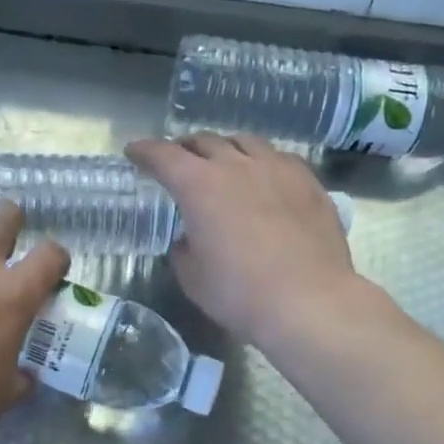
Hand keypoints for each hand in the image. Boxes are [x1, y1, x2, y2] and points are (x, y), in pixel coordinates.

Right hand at [127, 133, 381, 344]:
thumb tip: (190, 238)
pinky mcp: (308, 182)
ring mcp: (277, 169)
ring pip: (245, 142)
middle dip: (185, 148)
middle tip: (178, 160)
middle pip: (204, 141)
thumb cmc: (239, 292)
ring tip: (223, 162)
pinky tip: (265, 178)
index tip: (134, 152)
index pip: (163, 155)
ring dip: (226, 149)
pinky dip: (261, 162)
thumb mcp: (192, 276)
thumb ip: (184, 248)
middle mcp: (236, 165)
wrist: (309, 301)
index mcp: (199, 185)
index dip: (145, 151)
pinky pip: (279, 158)